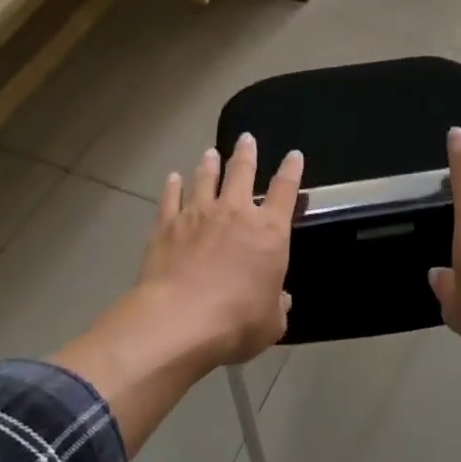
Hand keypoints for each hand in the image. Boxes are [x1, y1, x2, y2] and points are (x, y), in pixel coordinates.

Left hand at [134, 134, 303, 367]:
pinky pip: (170, 198)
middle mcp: (235, 213)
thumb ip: (277, 306)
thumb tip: (281, 299)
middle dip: (246, 153)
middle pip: (242, 172)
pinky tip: (172, 178)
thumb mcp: (271, 322)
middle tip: (246, 138)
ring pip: (205, 178)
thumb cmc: (235, 322)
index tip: (293, 155)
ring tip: (211, 153)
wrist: (178, 322)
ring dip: (209, 164)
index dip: (291, 170)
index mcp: (270, 232)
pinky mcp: (167, 226)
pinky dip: (172, 187)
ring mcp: (198, 215)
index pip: (285, 191)